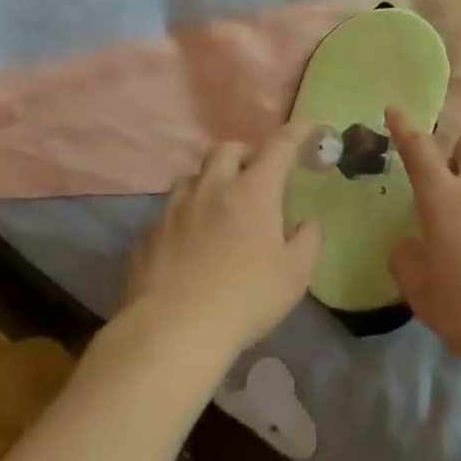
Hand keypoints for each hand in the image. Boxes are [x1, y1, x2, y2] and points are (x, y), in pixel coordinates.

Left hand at [124, 123, 324, 356]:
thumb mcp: (295, 274)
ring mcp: (176, 208)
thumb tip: (307, 221)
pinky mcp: (150, 232)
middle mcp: (213, 187)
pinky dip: (188, 211)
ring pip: (194, 175)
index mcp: (253, 190)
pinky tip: (192, 238)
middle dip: (246, 153)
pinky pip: (171, 208)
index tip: (310, 128)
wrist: (172, 332)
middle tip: (258, 174)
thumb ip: (308, 239)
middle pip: (227, 149)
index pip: (280, 145)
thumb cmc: (245, 299)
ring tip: (220, 203)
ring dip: (211, 179)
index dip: (298, 131)